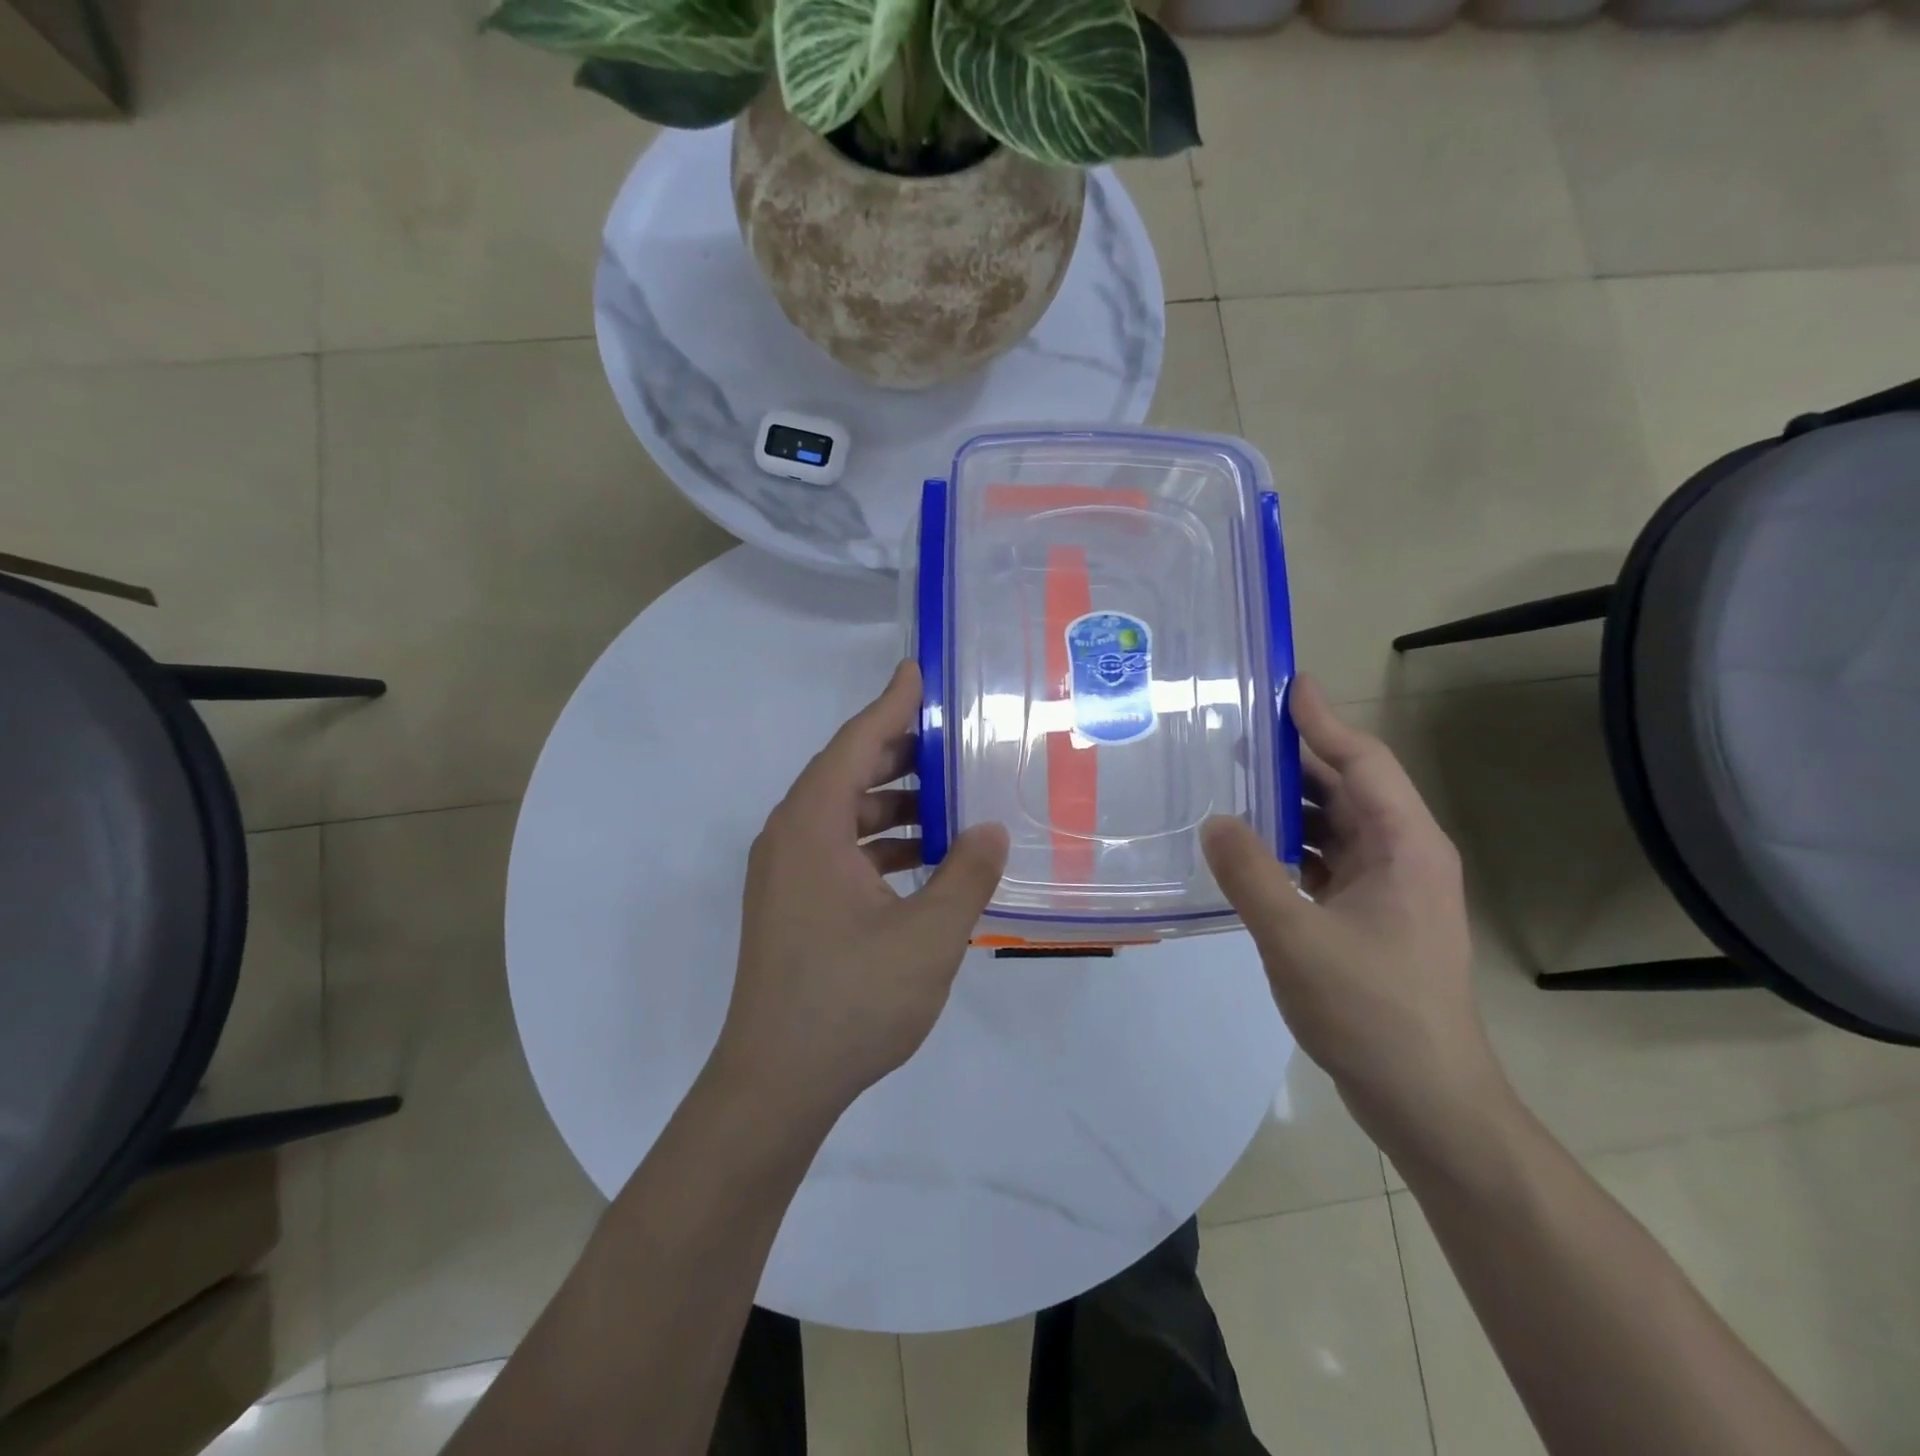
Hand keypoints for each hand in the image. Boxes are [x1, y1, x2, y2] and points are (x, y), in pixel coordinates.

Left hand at [710, 660, 1008, 1122]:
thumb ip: (966, 874)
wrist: (777, 1082)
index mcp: (811, 828)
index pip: (855, 744)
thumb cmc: (851, 1000)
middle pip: (845, 774)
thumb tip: (990, 831)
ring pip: (843, 815)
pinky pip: (838, 850)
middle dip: (899, 752)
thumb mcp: (928, 935)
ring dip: (892, 803)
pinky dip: (878, 843)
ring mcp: (785, 874)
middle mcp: (789, 838)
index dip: (891, 704)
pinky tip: (923, 860)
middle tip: (953, 737)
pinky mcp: (791, 905)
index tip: (918, 671)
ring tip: (949, 799)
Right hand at [1202, 676, 1508, 1156]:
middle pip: (1349, 787)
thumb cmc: (1371, 1011)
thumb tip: (1213, 820)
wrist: (1425, 1099)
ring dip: (1290, 804)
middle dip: (1296, 758)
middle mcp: (1404, 856)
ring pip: (1337, 826)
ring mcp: (1391, 890)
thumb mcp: (1296, 937)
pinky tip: (1250, 849)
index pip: (1363, 761)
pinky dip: (1291, 846)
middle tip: (1236, 733)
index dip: (1323, 720)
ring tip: (1232, 783)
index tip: (1285, 683)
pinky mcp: (1372, 918)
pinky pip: (1328, 861)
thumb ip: (1249, 873)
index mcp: (1405, 846)